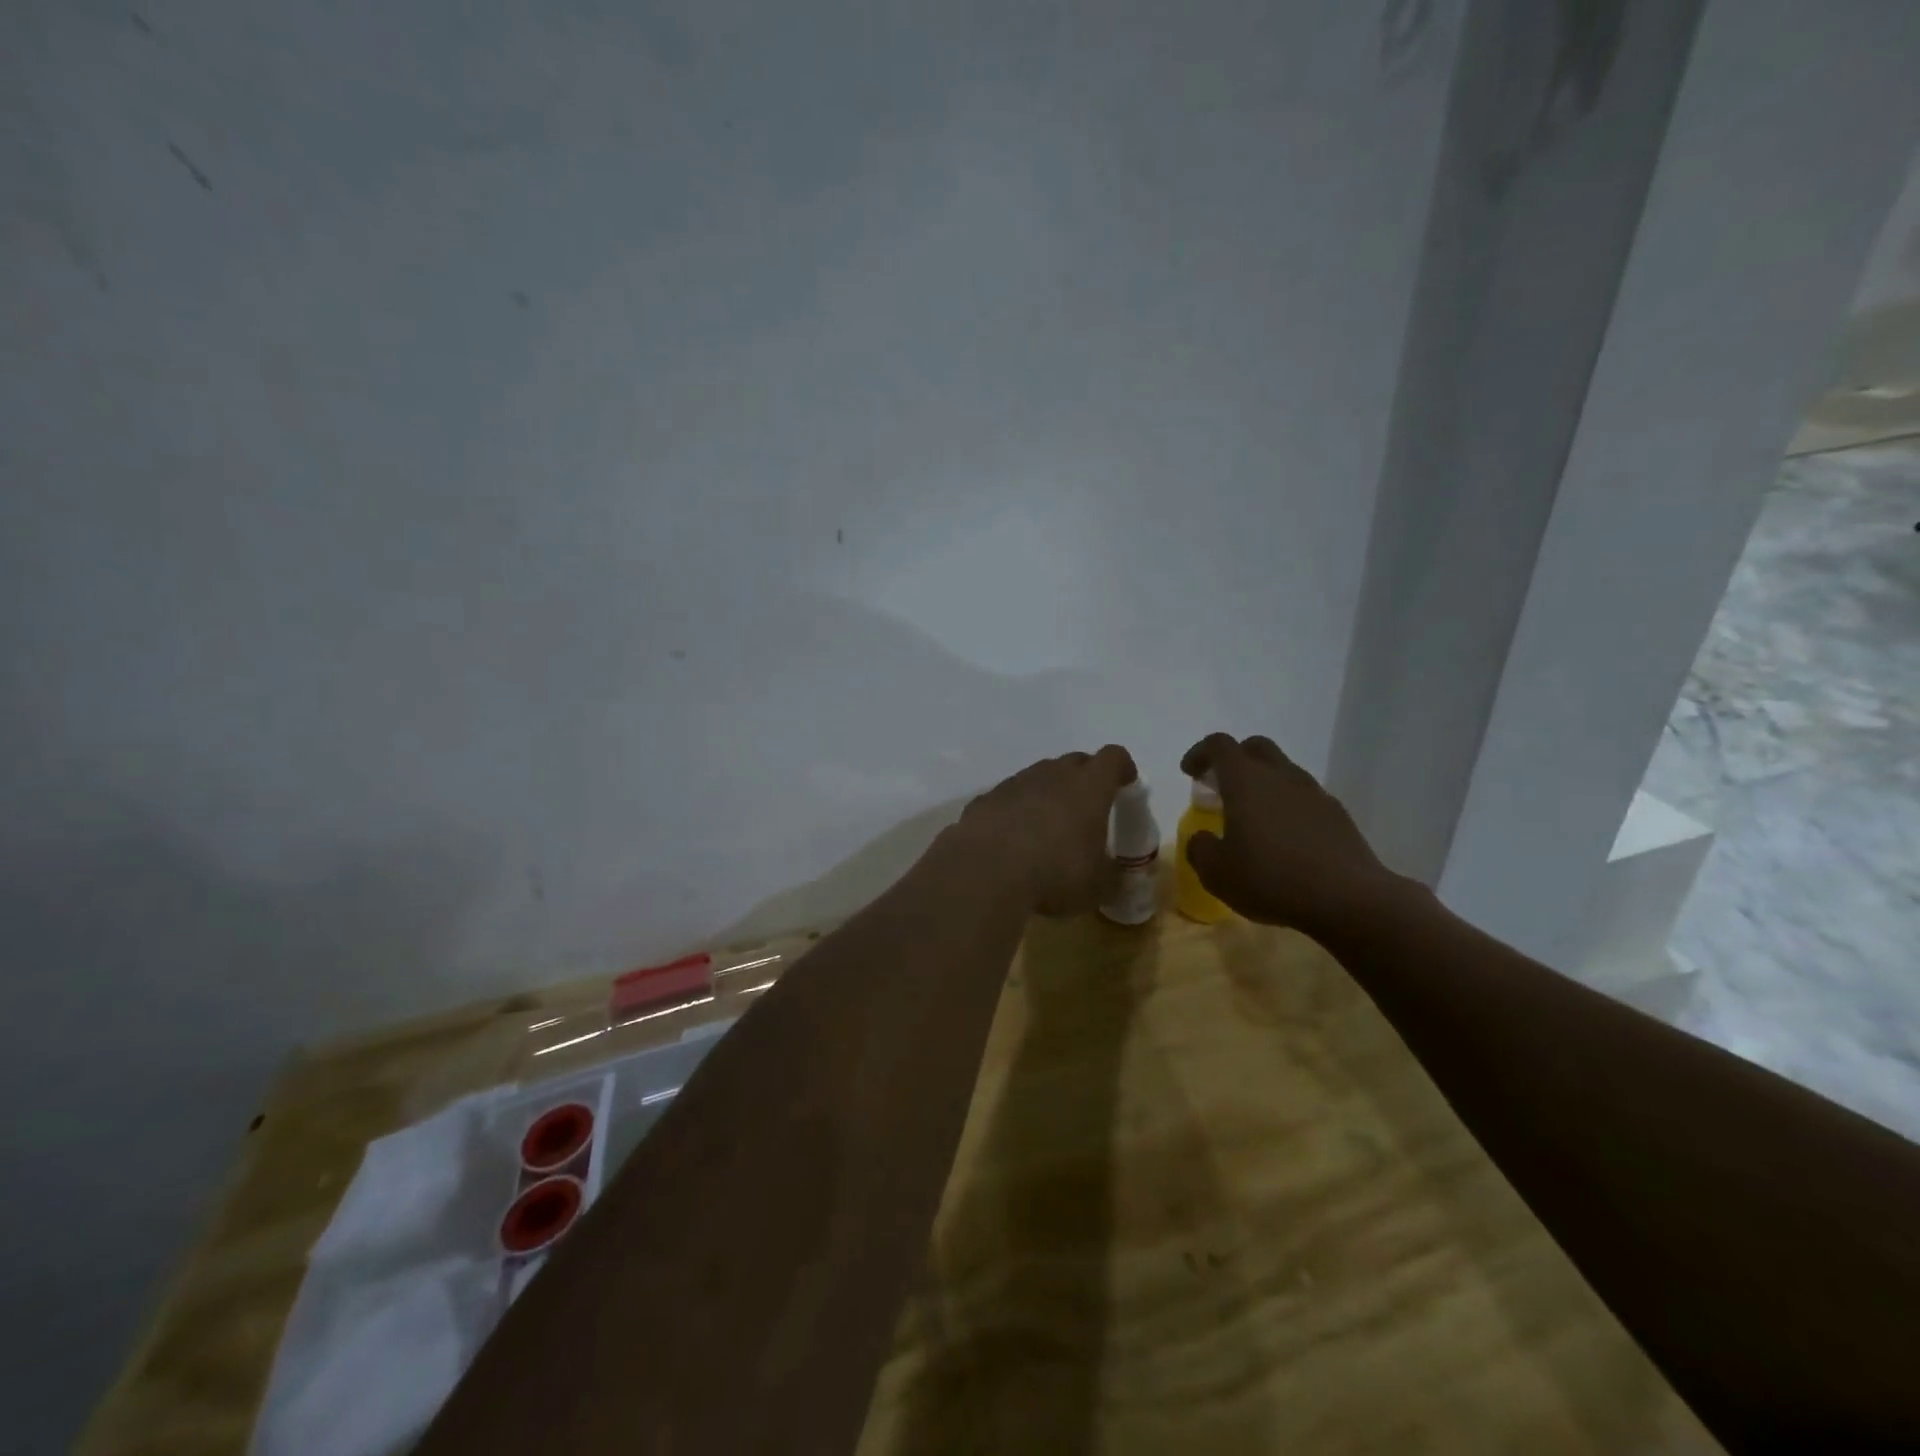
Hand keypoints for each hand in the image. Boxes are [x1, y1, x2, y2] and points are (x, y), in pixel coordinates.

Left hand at [952, 745, 1136, 915]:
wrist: (985, 873)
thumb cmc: (1055, 873)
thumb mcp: (1097, 887)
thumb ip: (1113, 878)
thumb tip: (1117, 879)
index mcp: (1088, 787)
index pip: (1114, 757)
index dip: (1122, 768)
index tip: (1125, 785)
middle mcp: (1052, 774)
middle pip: (1075, 762)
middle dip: (1085, 779)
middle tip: (1088, 810)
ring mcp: (1014, 783)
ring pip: (1039, 777)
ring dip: (1048, 794)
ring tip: (1048, 828)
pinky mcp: (985, 799)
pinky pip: (1008, 797)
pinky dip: (1016, 810)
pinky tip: (1012, 839)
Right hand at [1179, 732, 1404, 939]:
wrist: (1348, 899)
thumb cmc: (1271, 879)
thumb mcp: (1217, 873)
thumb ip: (1200, 849)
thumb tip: (1202, 839)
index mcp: (1245, 781)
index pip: (1219, 745)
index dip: (1200, 753)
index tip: (1189, 773)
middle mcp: (1280, 776)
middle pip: (1255, 747)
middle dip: (1234, 760)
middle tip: (1220, 787)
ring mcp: (1314, 792)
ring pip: (1283, 771)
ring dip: (1263, 783)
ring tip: (1252, 817)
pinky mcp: (1338, 814)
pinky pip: (1305, 797)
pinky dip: (1287, 805)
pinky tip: (1284, 838)